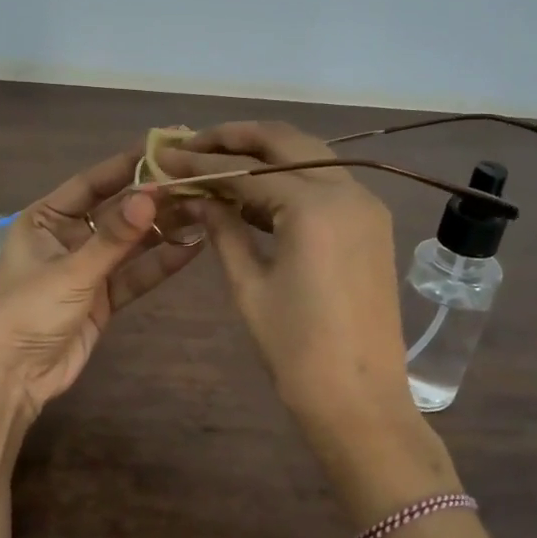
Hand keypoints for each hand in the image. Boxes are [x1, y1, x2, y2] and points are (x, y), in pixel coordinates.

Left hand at [0, 146, 202, 419]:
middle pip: (116, 212)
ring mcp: (87, 270)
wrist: (10, 377)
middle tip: (196, 180)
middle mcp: (67, 238)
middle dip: (153, 199)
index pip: (92, 183)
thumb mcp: (70, 271)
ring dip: (163, 229)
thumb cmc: (27, 311)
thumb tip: (152, 195)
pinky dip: (160, 263)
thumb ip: (114, 237)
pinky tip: (192, 246)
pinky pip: (135, 275)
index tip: (165, 146)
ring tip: (204, 209)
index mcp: (45, 219)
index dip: (127, 165)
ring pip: (130, 244)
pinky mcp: (103, 299)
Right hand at [154, 121, 422, 447]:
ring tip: (218, 160)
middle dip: (237, 137)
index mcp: (314, 207)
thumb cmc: (295, 349)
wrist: (359, 400)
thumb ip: (223, 230)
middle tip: (193, 142)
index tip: (165, 154)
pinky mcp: (371, 225)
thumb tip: (198, 196)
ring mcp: (365, 206)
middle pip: (286, 142)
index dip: (201, 161)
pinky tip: (255, 192)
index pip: (246, 169)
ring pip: (310, 157)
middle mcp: (347, 192)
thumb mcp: (249, 286)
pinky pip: (326, 184)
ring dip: (264, 154)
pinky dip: (290, 179)